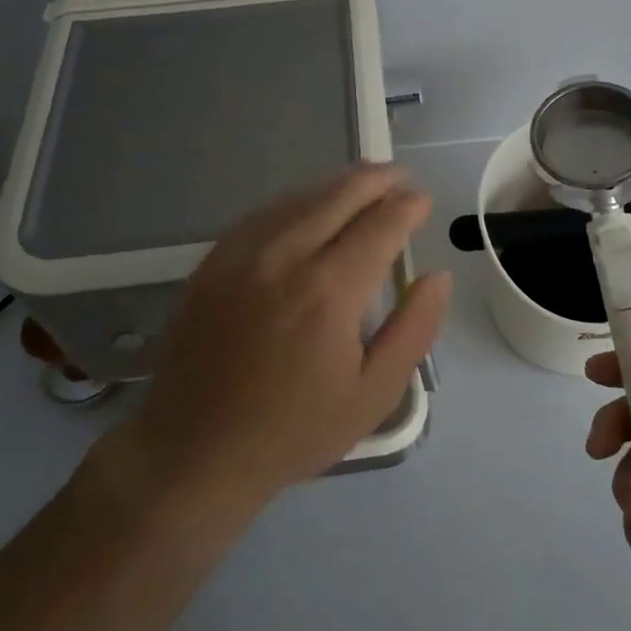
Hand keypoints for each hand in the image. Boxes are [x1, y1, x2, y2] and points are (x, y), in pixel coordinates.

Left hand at [84, 164, 451, 519]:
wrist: (193, 453)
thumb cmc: (293, 431)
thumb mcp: (373, 395)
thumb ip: (414, 330)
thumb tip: (437, 276)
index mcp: (329, 293)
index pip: (380, 225)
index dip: (407, 206)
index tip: (423, 200)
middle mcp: (284, 259)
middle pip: (339, 197)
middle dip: (376, 180)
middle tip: (399, 176)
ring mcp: (240, 256)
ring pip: (299, 199)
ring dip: (337, 184)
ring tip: (364, 180)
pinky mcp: (212, 263)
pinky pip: (262, 215)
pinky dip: (295, 201)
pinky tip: (308, 205)